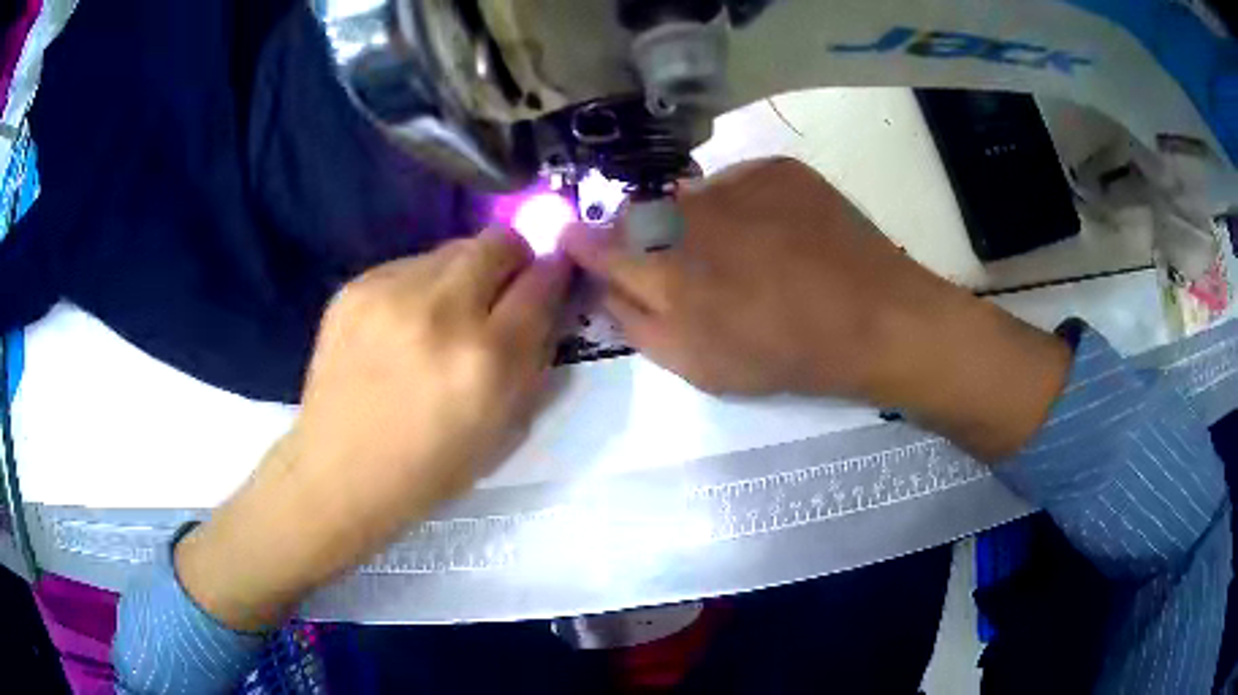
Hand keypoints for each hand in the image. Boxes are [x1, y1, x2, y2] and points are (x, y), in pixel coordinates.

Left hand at [177, 229, 570, 630]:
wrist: (339, 472)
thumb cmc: (430, 468)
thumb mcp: (506, 429)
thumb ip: (535, 358)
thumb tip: (547, 301)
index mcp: (487, 359)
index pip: (542, 281)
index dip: (555, 274)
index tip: (552, 280)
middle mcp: (441, 311)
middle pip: (499, 242)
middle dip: (512, 260)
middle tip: (500, 292)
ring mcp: (390, 292)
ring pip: (452, 248)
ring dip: (464, 273)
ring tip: (443, 315)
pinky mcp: (355, 287)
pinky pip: (409, 264)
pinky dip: (421, 285)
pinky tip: (403, 325)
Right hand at [564, 158, 1069, 458]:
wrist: (873, 319)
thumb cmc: (783, 355)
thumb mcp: (697, 366)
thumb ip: (638, 324)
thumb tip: (607, 289)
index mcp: (662, 267)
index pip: (596, 242)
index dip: (581, 243)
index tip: (574, 241)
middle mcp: (686, 211)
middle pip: (640, 213)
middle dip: (643, 236)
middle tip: (680, 262)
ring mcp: (735, 181)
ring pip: (691, 196)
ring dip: (697, 220)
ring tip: (742, 253)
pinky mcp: (777, 168)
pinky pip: (738, 183)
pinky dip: (742, 206)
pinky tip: (775, 234)